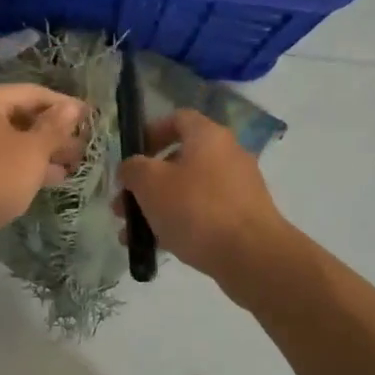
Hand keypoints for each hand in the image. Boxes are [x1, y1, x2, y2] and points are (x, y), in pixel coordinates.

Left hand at [0, 84, 88, 242]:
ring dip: (40, 153)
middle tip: (82, 149)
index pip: (33, 93)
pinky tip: (44, 181)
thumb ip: (55, 128)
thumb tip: (72, 106)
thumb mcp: (32, 150)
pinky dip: (21, 167)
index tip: (90, 118)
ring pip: (9, 142)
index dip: (64, 105)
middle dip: (53, 133)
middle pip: (19, 117)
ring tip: (71, 167)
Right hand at [117, 109, 289, 288]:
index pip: (177, 119)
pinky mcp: (243, 217)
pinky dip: (180, 223)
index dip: (150, 132)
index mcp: (208, 136)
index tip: (131, 156)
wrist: (251, 255)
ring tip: (133, 233)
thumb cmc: (195, 208)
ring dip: (158, 207)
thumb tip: (131, 168)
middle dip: (146, 182)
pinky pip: (204, 213)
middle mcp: (228, 155)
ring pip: (188, 190)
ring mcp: (239, 187)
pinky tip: (158, 246)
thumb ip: (133, 169)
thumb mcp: (150, 184)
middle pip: (179, 159)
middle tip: (123, 204)